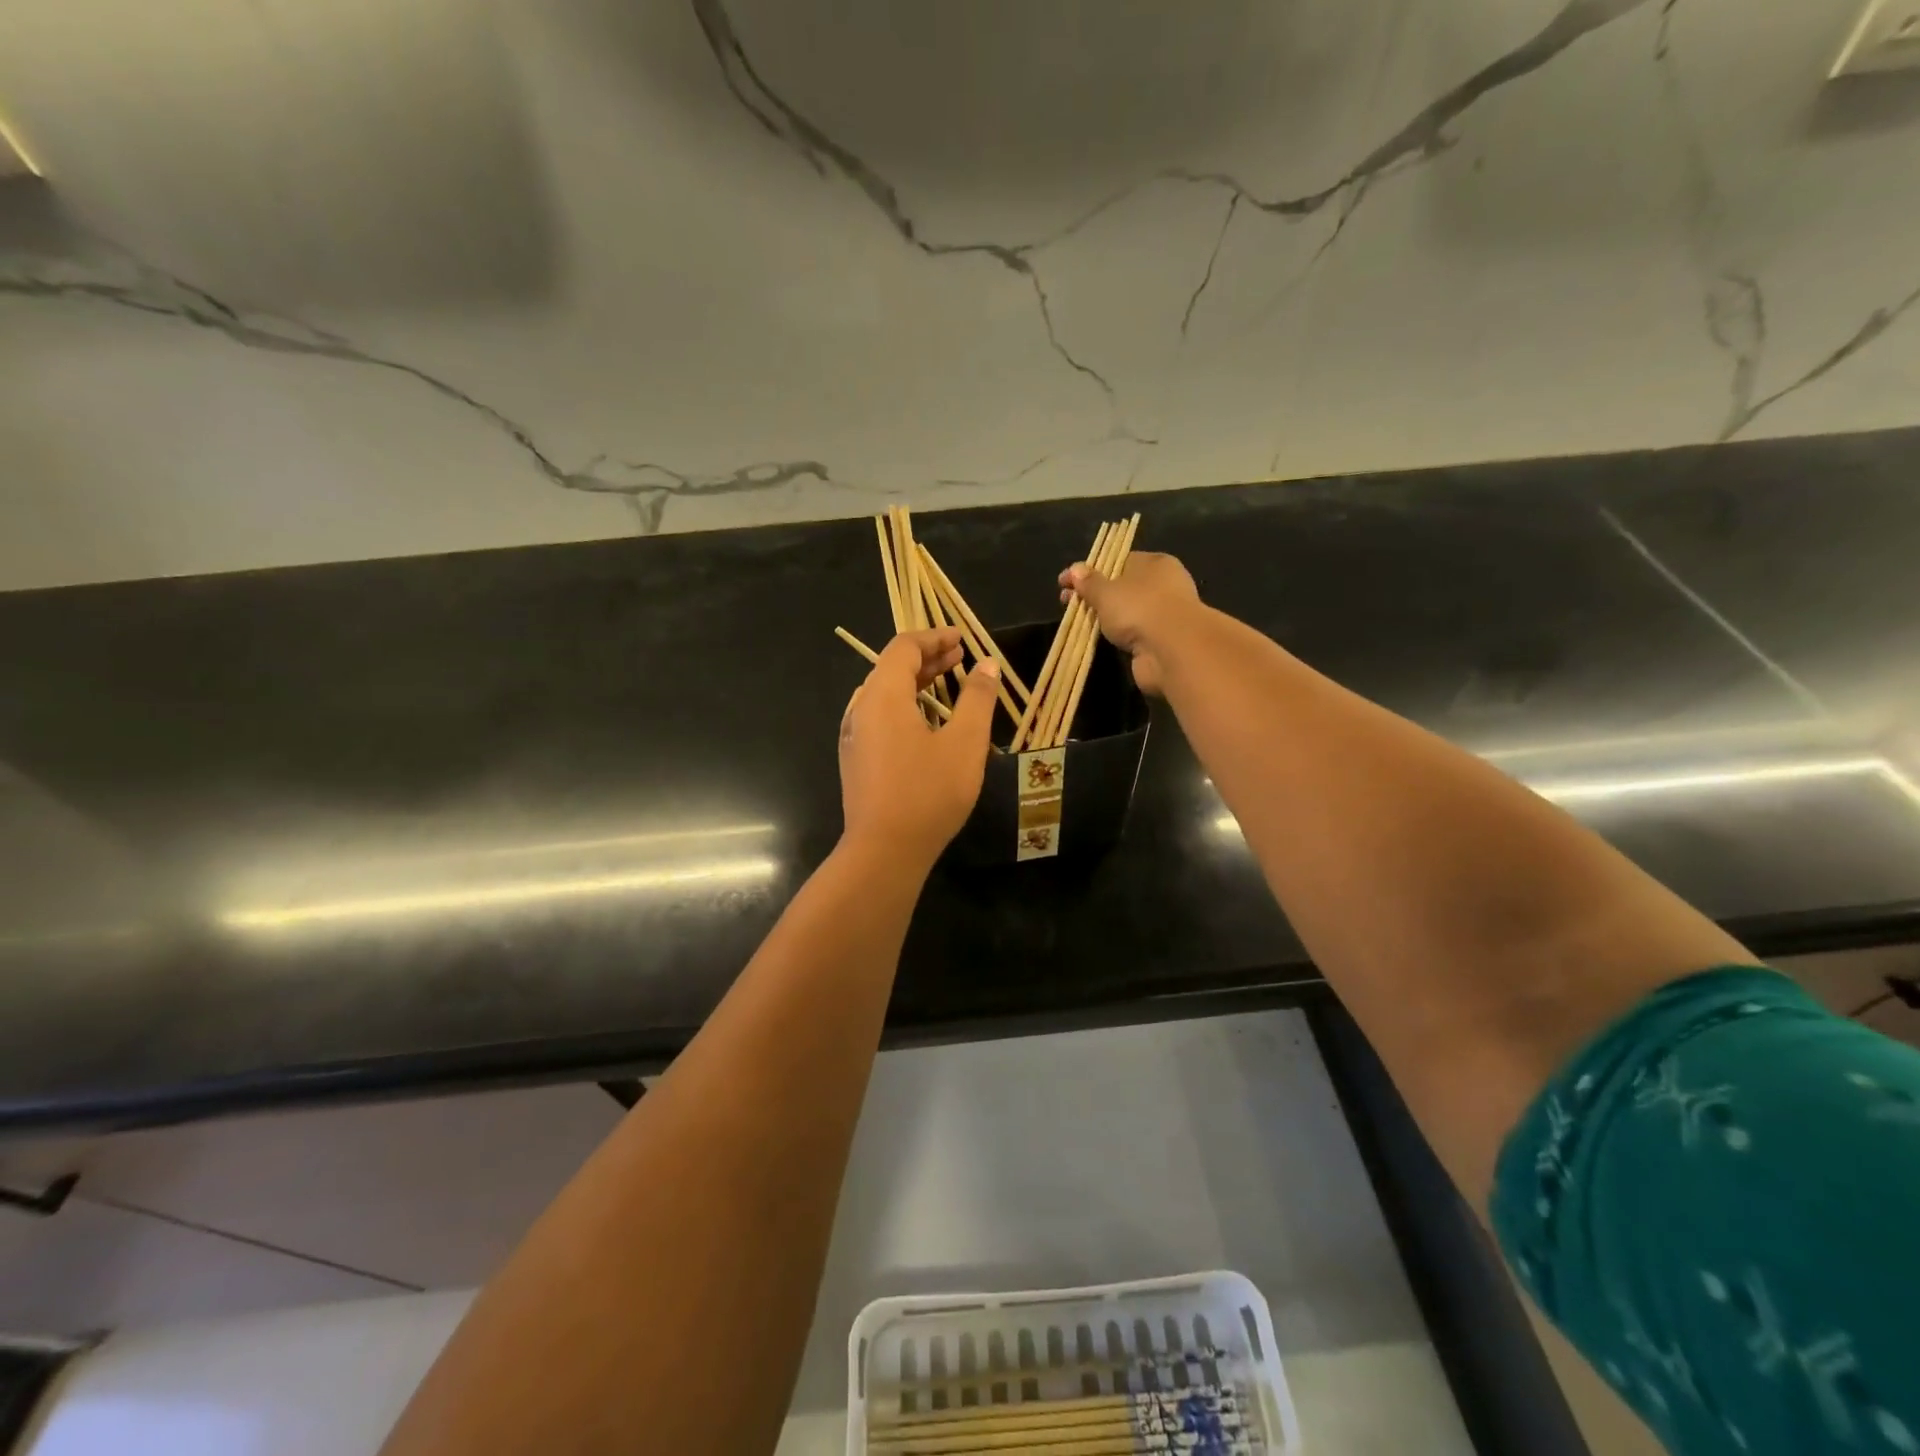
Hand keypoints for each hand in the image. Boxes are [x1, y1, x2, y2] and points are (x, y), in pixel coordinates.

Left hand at [839, 628, 999, 866]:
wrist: (884, 851)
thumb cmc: (928, 793)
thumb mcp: (964, 744)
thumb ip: (977, 699)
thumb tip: (986, 666)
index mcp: (883, 695)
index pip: (904, 647)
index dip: (934, 637)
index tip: (962, 639)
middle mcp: (861, 708)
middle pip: (891, 668)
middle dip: (927, 658)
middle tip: (960, 657)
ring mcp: (854, 735)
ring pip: (885, 694)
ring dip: (916, 683)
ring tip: (948, 685)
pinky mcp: (856, 759)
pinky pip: (880, 717)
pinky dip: (905, 706)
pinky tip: (926, 723)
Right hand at [1059, 551, 1201, 694]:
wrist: (1173, 650)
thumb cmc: (1139, 608)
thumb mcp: (1106, 592)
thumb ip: (1089, 582)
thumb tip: (1074, 570)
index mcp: (1155, 563)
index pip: (1119, 561)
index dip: (1091, 571)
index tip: (1066, 582)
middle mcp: (1164, 585)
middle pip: (1122, 587)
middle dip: (1094, 595)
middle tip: (1067, 603)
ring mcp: (1164, 614)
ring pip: (1127, 612)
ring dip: (1105, 617)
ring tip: (1078, 622)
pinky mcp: (1162, 640)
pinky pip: (1133, 633)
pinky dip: (1118, 636)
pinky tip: (1100, 639)